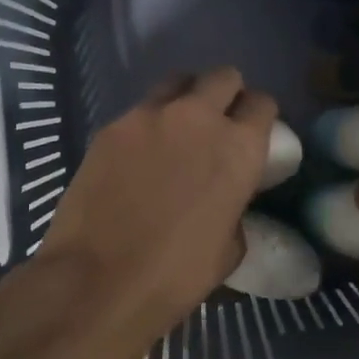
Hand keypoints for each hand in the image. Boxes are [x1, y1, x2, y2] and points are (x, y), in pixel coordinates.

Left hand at [38, 67, 275, 333]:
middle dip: (227, 95)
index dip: (260, 116)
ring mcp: (150, 115)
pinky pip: (140, 110)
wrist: (96, 282)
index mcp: (238, 148)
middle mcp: (198, 117)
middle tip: (217, 124)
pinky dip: (148, 123)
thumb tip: (226, 197)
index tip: (253, 133)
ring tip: (177, 129)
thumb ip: (235, 206)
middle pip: (224, 76)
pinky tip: (138, 155)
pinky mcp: (113, 125)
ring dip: (186, 98)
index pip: (262, 103)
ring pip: (179, 81)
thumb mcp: (229, 248)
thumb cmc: (174, 276)